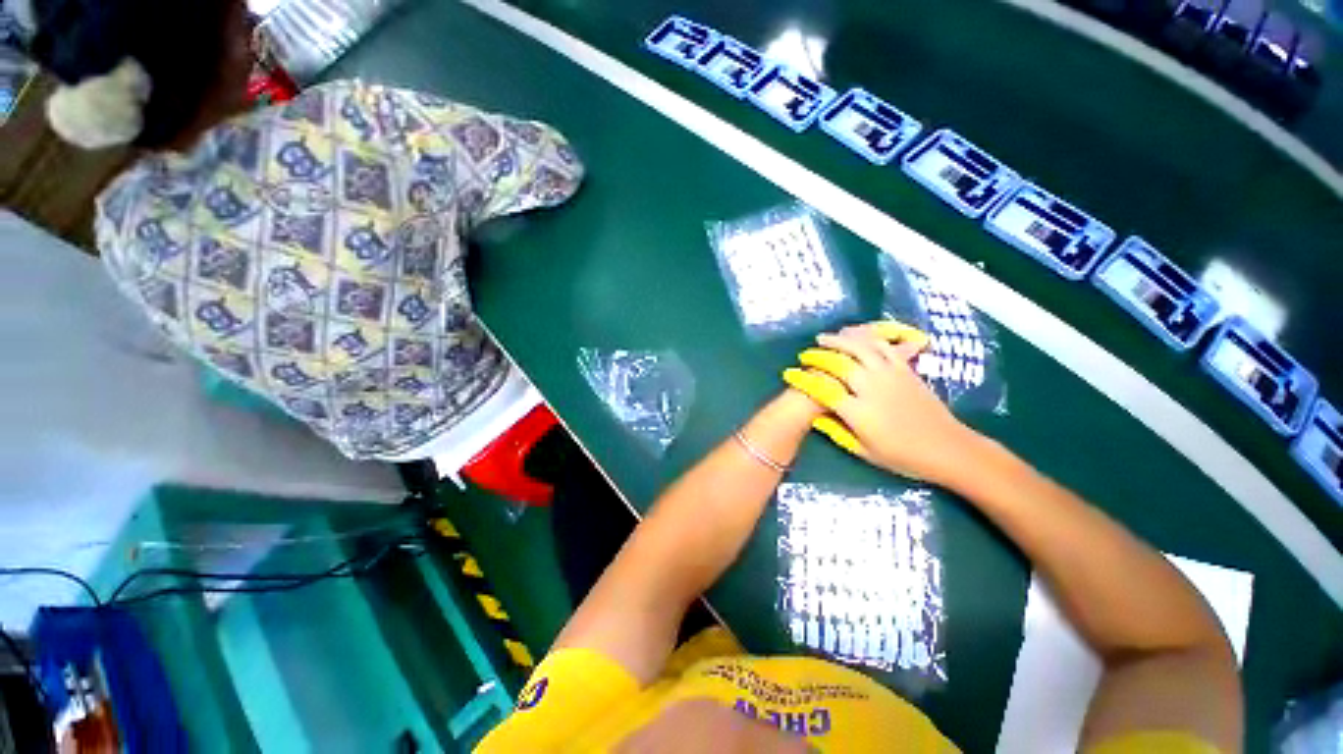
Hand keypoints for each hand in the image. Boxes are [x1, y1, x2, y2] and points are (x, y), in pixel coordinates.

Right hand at [783, 321, 975, 483]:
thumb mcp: (864, 452)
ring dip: (838, 340)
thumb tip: (815, 417)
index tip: (789, 374)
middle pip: (838, 363)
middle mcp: (872, 389)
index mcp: (859, 412)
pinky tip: (855, 335)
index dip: (802, 380)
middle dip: (817, 356)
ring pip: (859, 349)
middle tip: (805, 355)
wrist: (949, 449)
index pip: (822, 389)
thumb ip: (837, 432)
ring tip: (823, 338)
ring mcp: (890, 375)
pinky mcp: (905, 369)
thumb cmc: (904, 457)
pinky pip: (882, 347)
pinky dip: (865, 337)